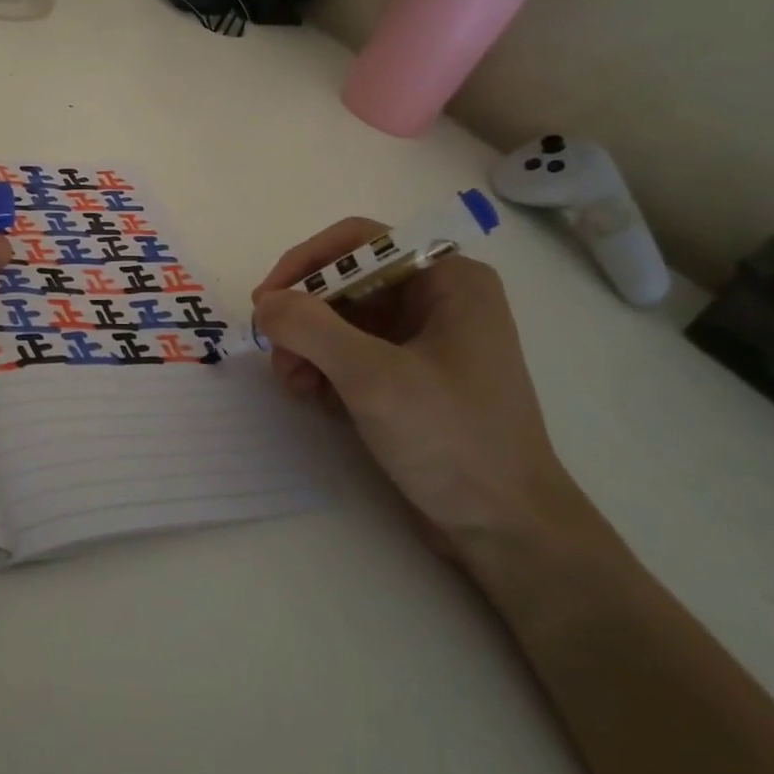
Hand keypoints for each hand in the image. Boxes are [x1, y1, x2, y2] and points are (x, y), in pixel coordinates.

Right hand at [251, 219, 581, 557]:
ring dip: (308, 345)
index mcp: (447, 279)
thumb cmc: (453, 440)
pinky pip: (353, 352)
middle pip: (347, 281)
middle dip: (305, 316)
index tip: (266, 301)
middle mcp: (437, 298)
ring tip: (293, 384)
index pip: (359, 241)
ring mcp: (425, 339)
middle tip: (275, 353)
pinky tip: (314, 398)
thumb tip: (265, 304)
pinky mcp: (413, 376)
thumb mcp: (374, 377)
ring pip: (344, 319)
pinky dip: (326, 368)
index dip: (305, 263)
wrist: (508, 531)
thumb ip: (311, 328)